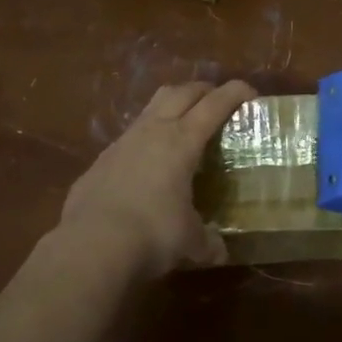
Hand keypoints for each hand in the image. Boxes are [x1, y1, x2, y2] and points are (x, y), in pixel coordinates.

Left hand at [60, 79, 256, 275]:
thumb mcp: (190, 242)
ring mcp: (123, 142)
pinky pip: (130, 136)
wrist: (90, 245)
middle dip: (203, 90)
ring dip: (172, 106)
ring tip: (183, 123)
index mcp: (182, 142)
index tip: (250, 92)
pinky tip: (148, 162)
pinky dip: (146, 139)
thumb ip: (207, 242)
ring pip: (152, 107)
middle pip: (181, 92)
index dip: (234, 93)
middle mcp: (153, 131)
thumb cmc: (152, 234)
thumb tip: (219, 252)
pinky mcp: (100, 160)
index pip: (214, 105)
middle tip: (217, 101)